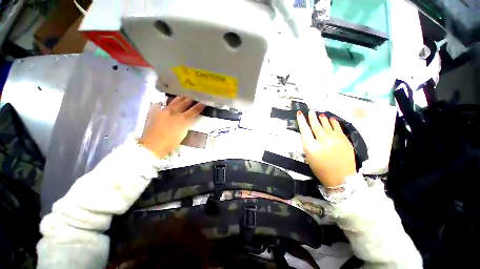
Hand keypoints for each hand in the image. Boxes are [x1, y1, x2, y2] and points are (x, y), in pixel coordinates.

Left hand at [139, 96, 204, 157]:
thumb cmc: (170, 143)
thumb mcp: (183, 134)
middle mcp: (174, 113)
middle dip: (189, 99)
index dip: (199, 106)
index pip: (193, 111)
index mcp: (182, 119)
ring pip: (173, 102)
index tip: (203, 102)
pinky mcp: (154, 114)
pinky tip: (161, 102)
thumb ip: (186, 124)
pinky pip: (158, 105)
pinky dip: (161, 103)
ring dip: (179, 98)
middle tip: (194, 95)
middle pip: (183, 104)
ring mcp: (163, 112)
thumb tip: (188, 119)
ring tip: (183, 95)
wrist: (152, 145)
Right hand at [297, 111, 356, 186]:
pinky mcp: (344, 140)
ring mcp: (335, 139)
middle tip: (310, 111)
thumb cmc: (321, 170)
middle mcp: (322, 141)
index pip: (304, 130)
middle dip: (312, 117)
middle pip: (315, 126)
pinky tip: (331, 118)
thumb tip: (308, 134)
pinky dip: (334, 122)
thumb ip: (308, 144)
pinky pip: (337, 128)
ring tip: (319, 114)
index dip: (301, 121)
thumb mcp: (309, 157)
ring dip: (322, 119)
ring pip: (326, 125)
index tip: (299, 113)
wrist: (341, 179)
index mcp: (311, 147)